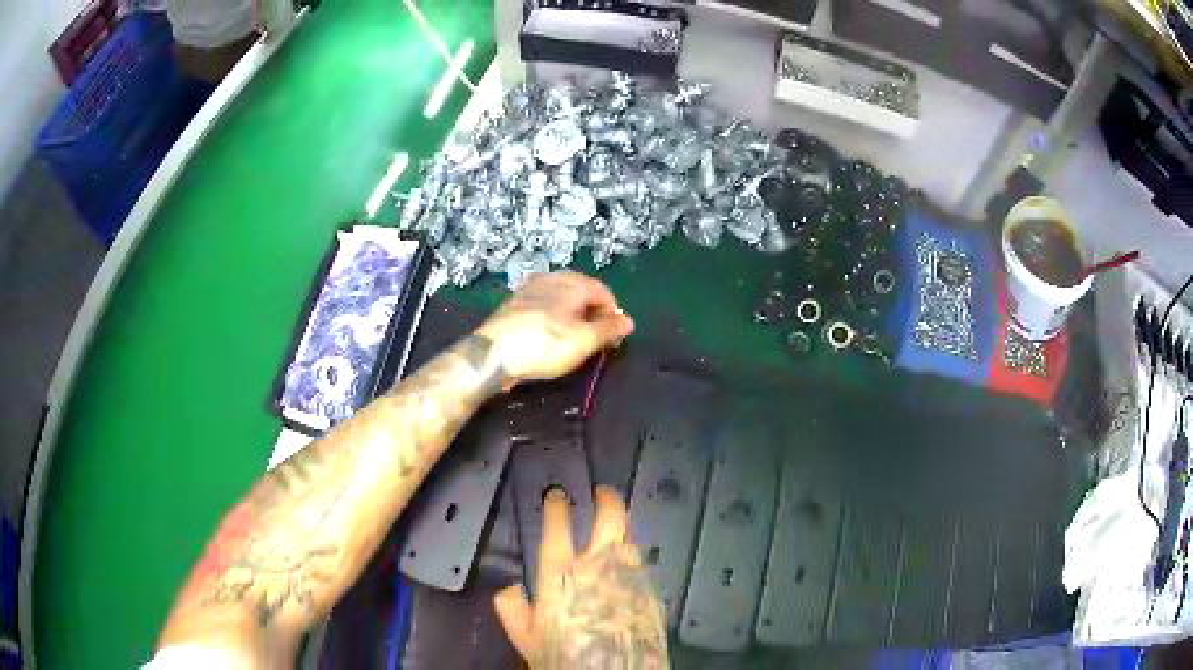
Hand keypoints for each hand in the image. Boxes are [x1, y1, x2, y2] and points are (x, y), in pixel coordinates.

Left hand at [478, 271, 633, 385]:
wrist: (493, 354)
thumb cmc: (543, 346)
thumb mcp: (583, 341)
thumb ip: (609, 329)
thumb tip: (628, 320)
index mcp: (572, 283)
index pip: (604, 291)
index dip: (613, 313)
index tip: (613, 337)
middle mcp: (551, 278)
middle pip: (582, 290)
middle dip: (593, 312)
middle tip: (596, 338)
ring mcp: (530, 288)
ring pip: (562, 296)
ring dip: (574, 313)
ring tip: (575, 337)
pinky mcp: (515, 302)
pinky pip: (544, 304)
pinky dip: (554, 315)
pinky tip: (550, 335)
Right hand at [493, 486, 667, 668]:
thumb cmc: (565, 657)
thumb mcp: (526, 638)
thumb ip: (512, 610)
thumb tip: (508, 588)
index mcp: (561, 574)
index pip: (558, 529)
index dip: (557, 507)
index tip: (557, 495)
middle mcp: (598, 566)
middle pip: (609, 519)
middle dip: (606, 499)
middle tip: (602, 491)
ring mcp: (630, 575)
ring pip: (629, 536)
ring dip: (622, 524)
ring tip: (616, 521)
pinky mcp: (650, 589)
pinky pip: (641, 562)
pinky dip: (633, 553)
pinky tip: (630, 558)